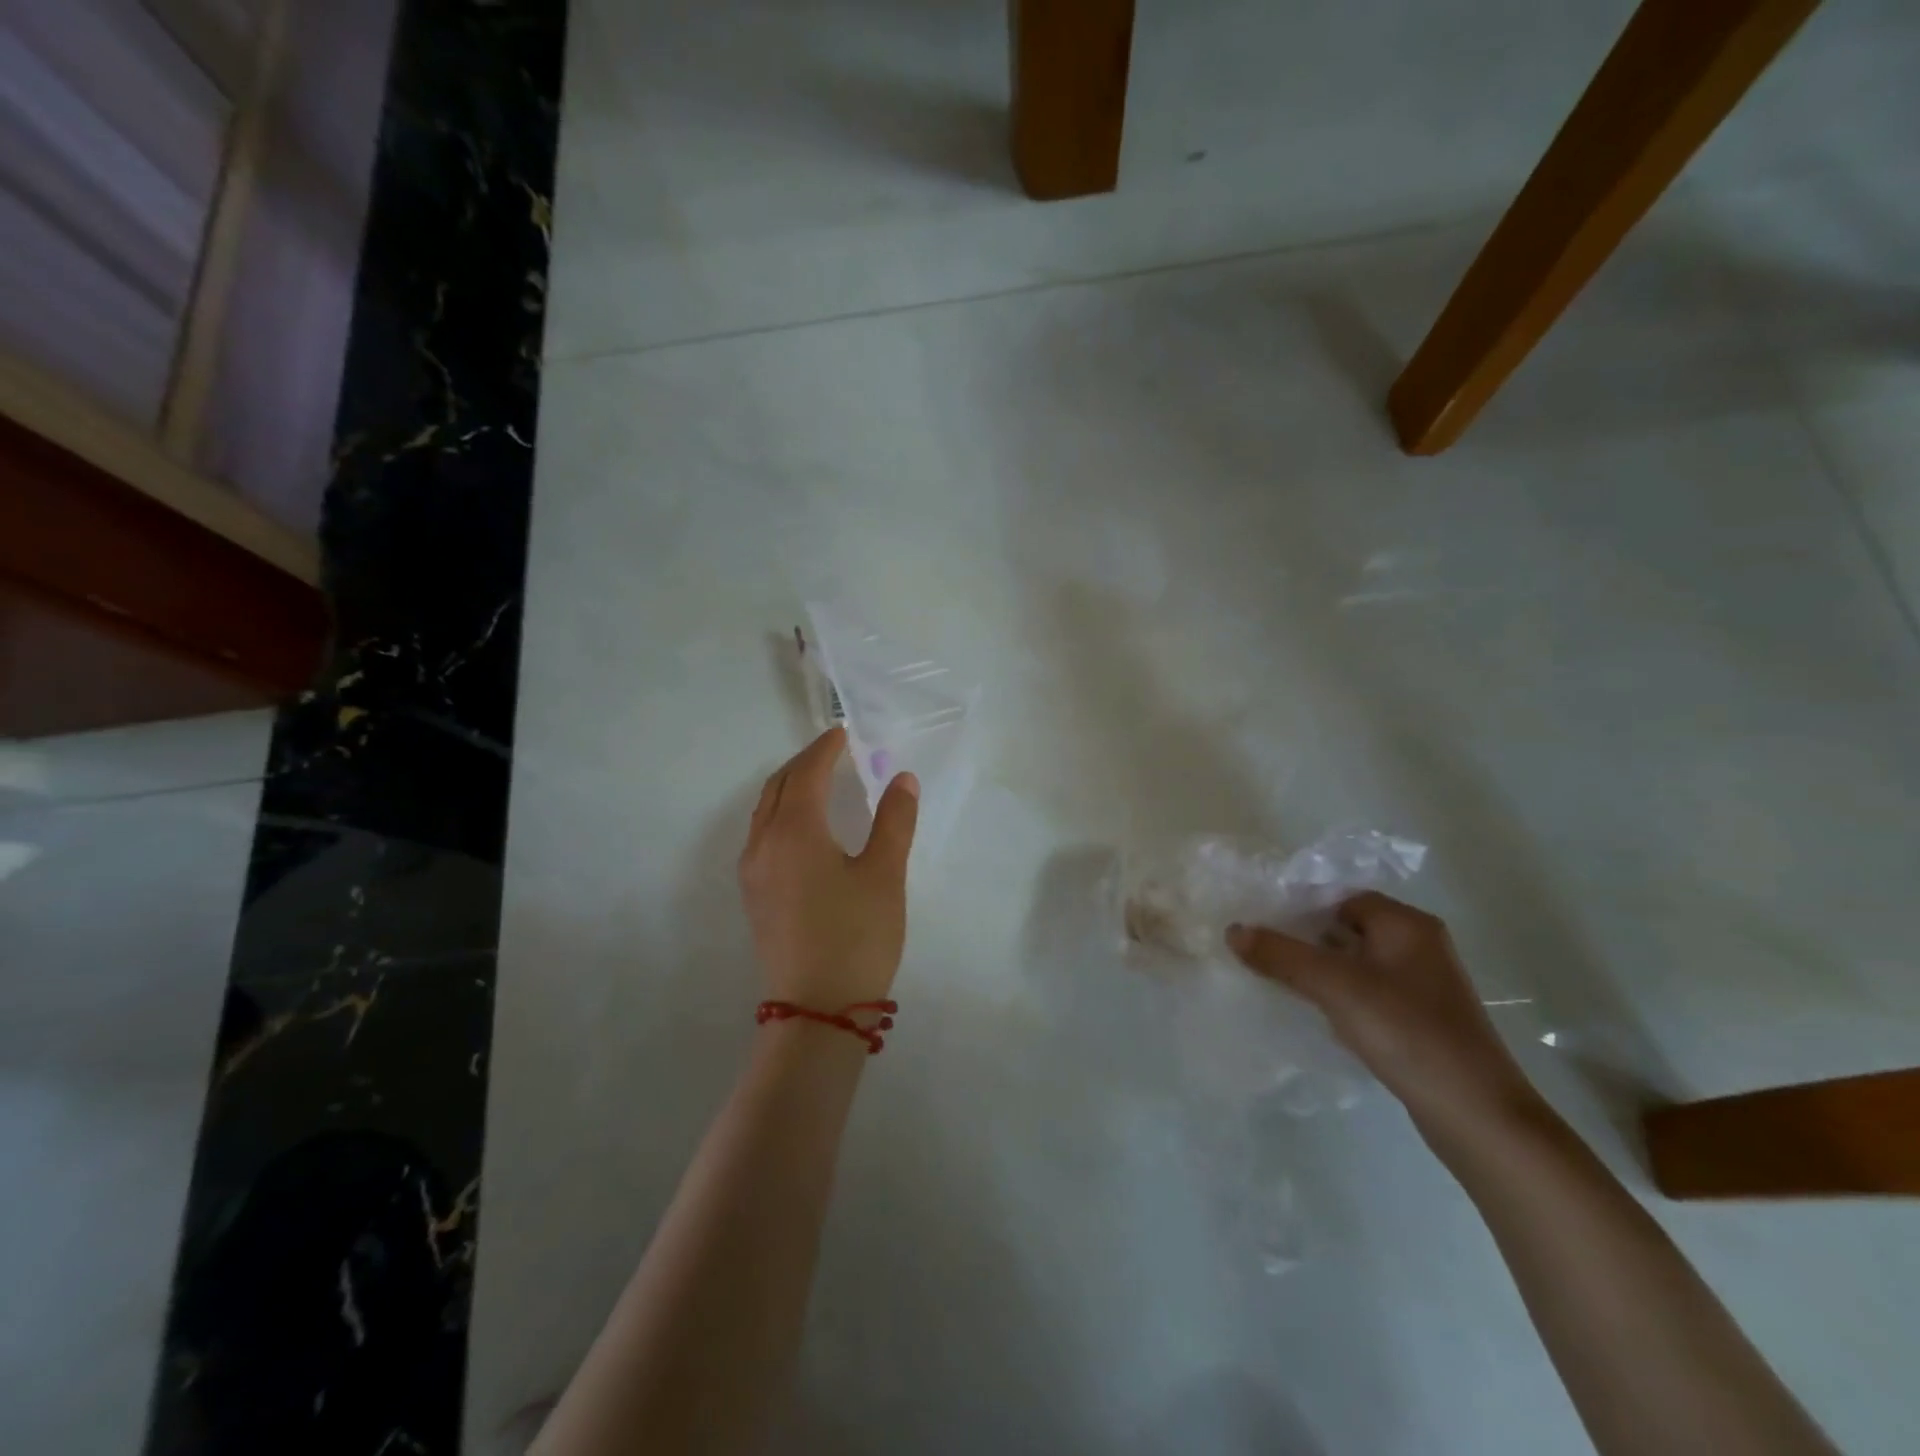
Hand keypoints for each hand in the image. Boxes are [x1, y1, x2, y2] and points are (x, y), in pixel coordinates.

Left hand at [738, 726, 919, 1008]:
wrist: (817, 1010)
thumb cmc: (856, 936)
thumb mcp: (884, 874)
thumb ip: (894, 821)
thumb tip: (902, 779)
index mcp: (795, 830)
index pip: (807, 773)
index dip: (826, 749)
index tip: (844, 732)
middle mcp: (764, 843)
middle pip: (778, 786)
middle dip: (804, 763)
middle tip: (833, 752)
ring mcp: (753, 872)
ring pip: (765, 811)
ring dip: (789, 787)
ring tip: (819, 782)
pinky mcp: (754, 896)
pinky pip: (762, 835)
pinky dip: (781, 814)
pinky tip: (804, 828)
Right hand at [1226, 892, 1541, 1143]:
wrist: (1477, 1114)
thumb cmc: (1407, 1032)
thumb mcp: (1335, 986)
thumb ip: (1281, 955)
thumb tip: (1233, 930)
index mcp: (1407, 925)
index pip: (1341, 897)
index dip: (1300, 907)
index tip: (1261, 924)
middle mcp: (1419, 946)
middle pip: (1347, 928)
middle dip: (1305, 939)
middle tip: (1262, 952)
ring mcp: (1423, 986)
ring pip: (1356, 963)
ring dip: (1320, 970)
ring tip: (1280, 981)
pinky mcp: (1421, 1020)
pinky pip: (1368, 993)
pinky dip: (1340, 997)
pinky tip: (1318, 1014)